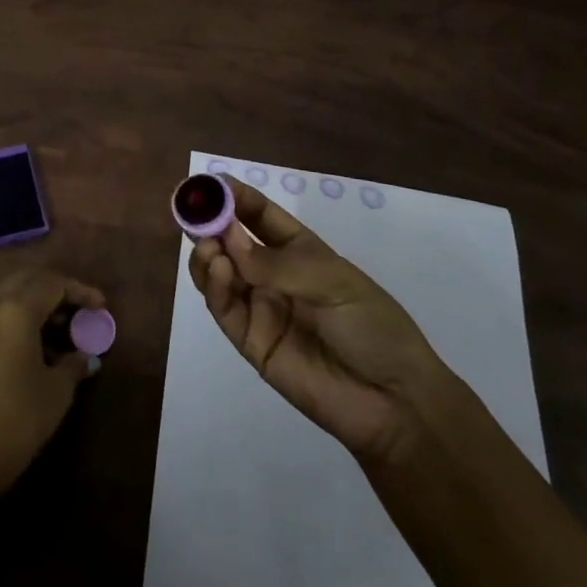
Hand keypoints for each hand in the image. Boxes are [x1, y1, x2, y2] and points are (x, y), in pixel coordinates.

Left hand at [0, 268, 104, 503]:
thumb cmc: (16, 421)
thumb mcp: (56, 393)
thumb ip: (74, 365)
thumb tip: (87, 356)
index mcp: (16, 310)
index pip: (53, 284)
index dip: (80, 291)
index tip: (101, 306)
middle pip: (28, 279)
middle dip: (56, 288)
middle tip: (79, 309)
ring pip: (8, 289)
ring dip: (34, 297)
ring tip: (58, 322)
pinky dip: (15, 310)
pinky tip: (32, 336)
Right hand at [189, 178, 456, 466]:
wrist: (394, 402)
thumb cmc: (372, 326)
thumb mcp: (333, 282)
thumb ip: (277, 264)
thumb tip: (227, 241)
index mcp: (300, 250)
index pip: (259, 215)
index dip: (234, 197)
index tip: (209, 183)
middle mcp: (274, 274)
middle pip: (232, 242)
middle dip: (211, 223)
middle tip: (193, 213)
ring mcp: (261, 308)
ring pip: (220, 273)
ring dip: (208, 254)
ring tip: (208, 246)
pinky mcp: (251, 342)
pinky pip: (225, 309)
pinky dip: (215, 286)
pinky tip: (218, 270)